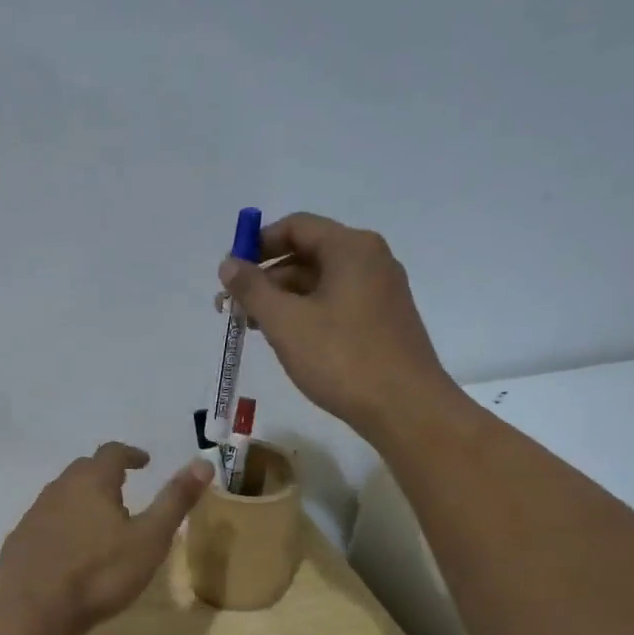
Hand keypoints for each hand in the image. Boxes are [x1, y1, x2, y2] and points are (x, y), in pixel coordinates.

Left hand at [0, 444, 213, 634]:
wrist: (35, 611)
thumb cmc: (100, 573)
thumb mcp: (150, 539)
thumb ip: (175, 500)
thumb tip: (203, 463)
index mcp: (92, 482)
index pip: (112, 453)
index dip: (130, 454)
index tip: (144, 462)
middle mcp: (58, 490)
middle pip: (83, 470)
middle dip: (104, 474)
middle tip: (122, 488)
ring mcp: (33, 515)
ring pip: (61, 496)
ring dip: (81, 499)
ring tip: (98, 519)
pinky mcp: (17, 542)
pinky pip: (44, 523)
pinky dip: (60, 525)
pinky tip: (68, 548)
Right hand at [218, 213, 461, 443]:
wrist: (405, 407)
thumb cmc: (341, 358)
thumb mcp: (286, 322)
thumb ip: (253, 289)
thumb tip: (228, 263)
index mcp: (350, 248)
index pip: (295, 226)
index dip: (257, 244)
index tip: (230, 273)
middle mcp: (370, 260)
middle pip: (307, 254)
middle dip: (266, 278)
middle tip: (233, 308)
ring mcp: (381, 292)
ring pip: (320, 283)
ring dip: (283, 300)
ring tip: (253, 329)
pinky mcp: (383, 321)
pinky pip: (336, 304)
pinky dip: (307, 314)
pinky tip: (287, 340)